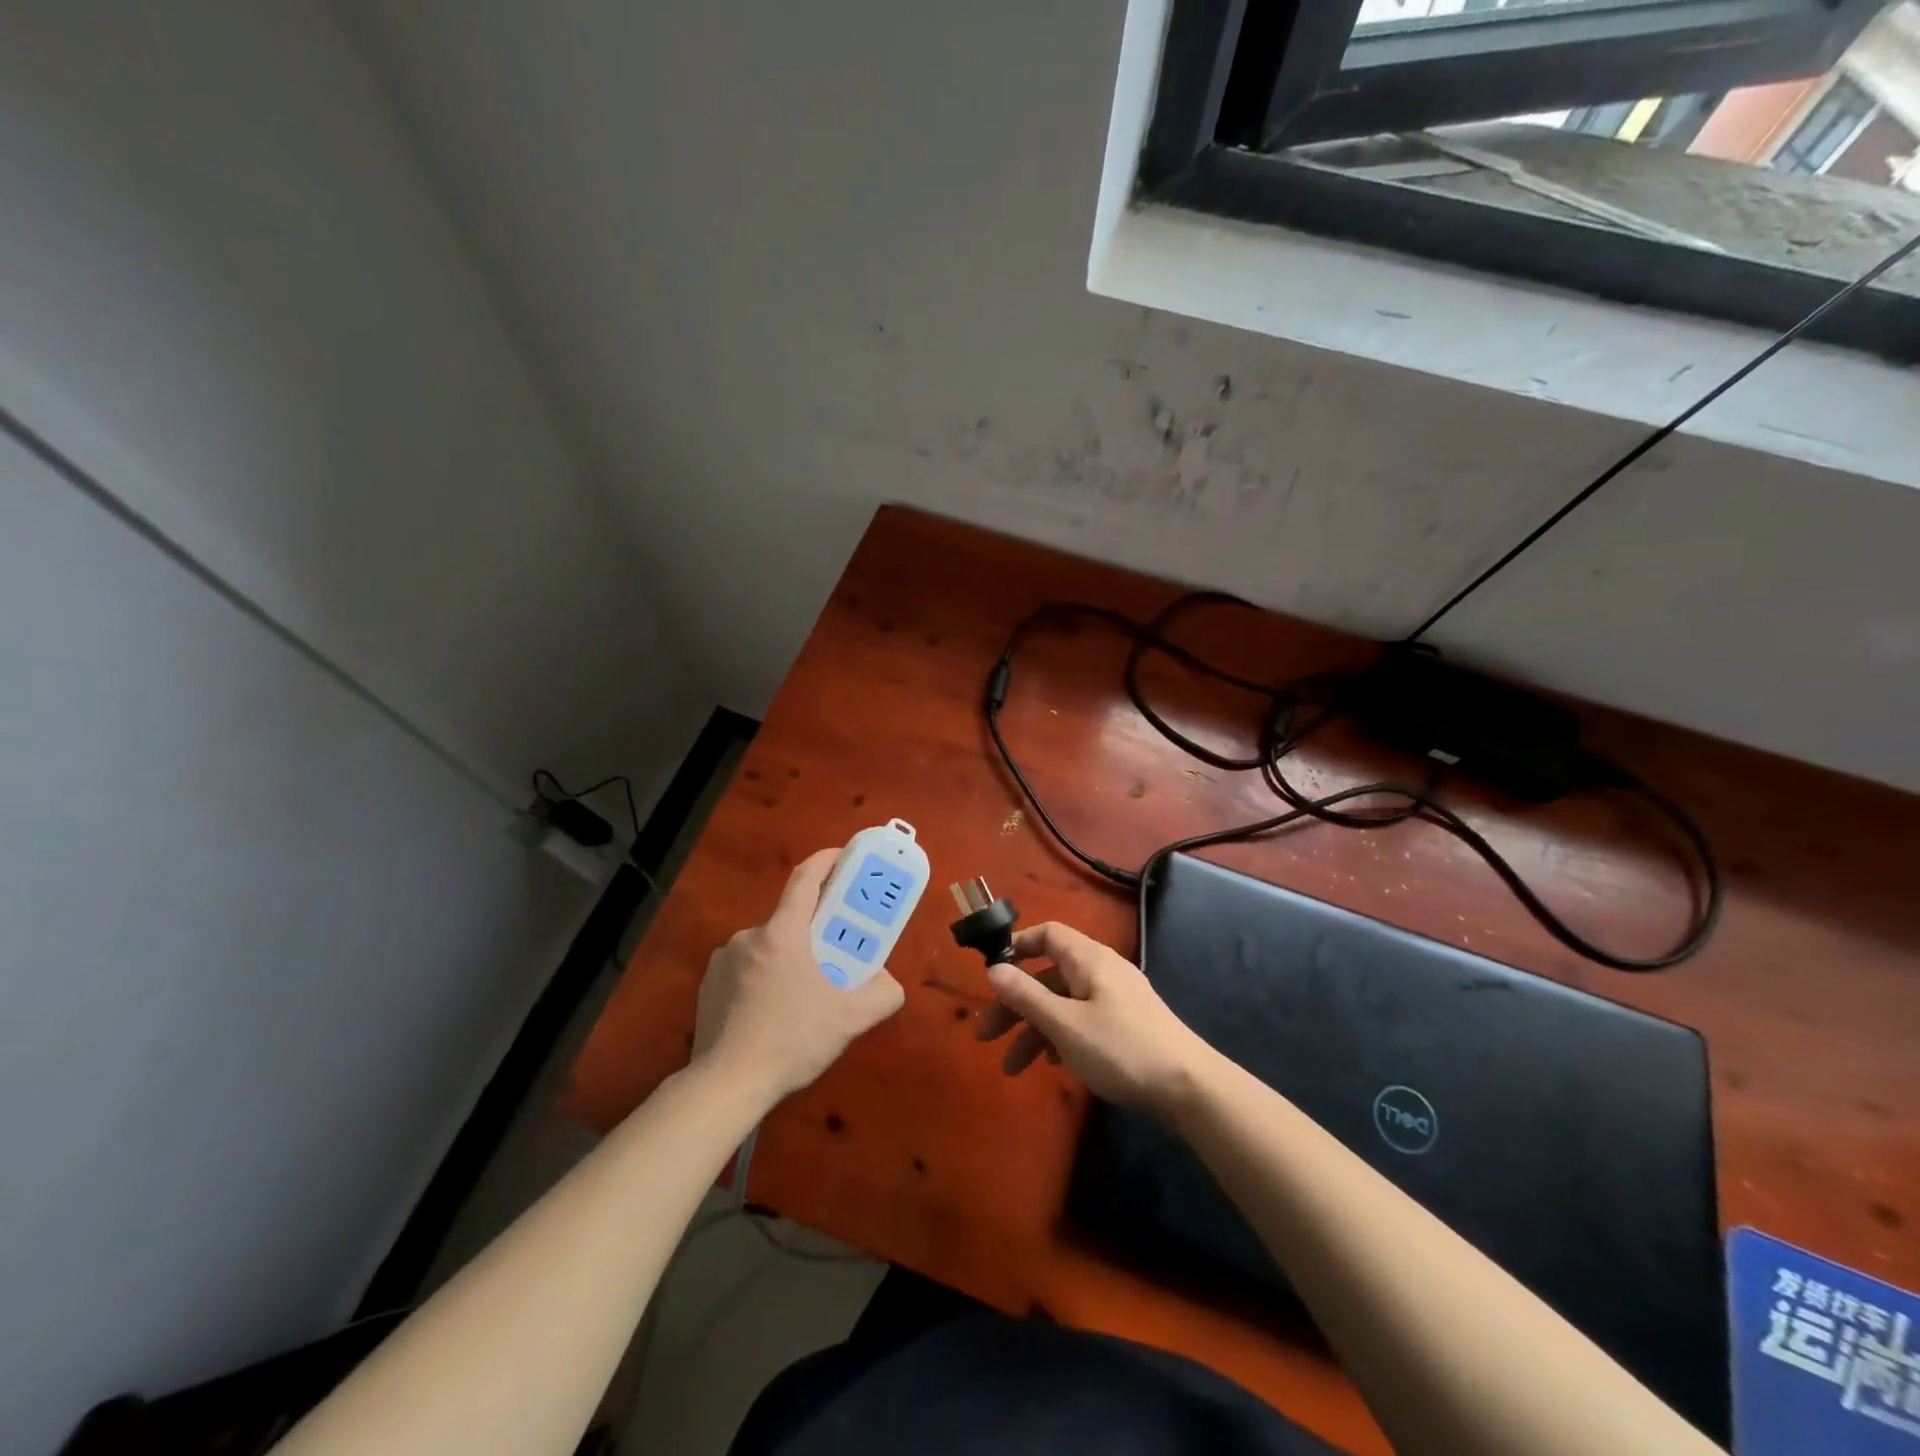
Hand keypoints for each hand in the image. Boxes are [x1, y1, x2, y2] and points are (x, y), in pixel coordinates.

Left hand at [693, 847, 905, 1106]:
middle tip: (834, 952)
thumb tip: (890, 984)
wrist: (727, 1085)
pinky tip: (771, 1011)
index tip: (844, 857)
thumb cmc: (792, 1040)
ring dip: (787, 957)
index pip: (806, 879)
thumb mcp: (850, 1019)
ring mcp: (723, 959)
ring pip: (767, 946)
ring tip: (803, 992)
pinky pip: (745, 967)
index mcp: (783, 933)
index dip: (827, 860)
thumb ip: (882, 995)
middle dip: (814, 929)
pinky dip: (763, 976)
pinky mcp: (708, 984)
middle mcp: (749, 936)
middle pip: (789, 918)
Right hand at [974, 922, 1211, 1114]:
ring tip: (1013, 1069)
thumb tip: (994, 968)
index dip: (1018, 947)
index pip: (1048, 934)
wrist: (1189, 1087)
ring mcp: (1117, 997)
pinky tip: (1053, 1065)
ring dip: (1034, 1029)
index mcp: (1088, 959)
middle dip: (1015, 1003)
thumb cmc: (1121, 1049)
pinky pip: (1082, 1018)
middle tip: (987, 1035)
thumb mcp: (1065, 1025)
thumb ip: (1026, 996)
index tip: (992, 973)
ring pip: (1063, 1002)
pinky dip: (1061, 1036)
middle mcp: (1102, 970)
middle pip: (1049, 974)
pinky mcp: (1127, 1023)